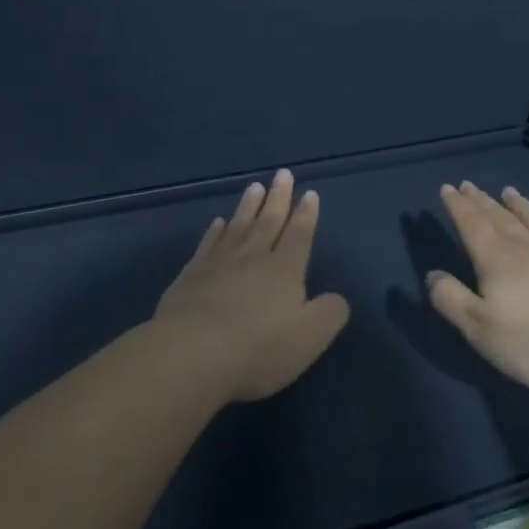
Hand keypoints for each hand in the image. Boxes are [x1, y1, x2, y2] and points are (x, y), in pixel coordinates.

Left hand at [153, 169, 351, 402]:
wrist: (192, 354)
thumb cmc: (258, 348)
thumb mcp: (309, 337)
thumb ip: (329, 314)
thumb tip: (337, 298)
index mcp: (284, 269)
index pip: (299, 234)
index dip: (306, 214)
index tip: (309, 193)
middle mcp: (253, 256)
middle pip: (268, 220)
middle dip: (279, 197)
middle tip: (283, 174)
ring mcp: (219, 262)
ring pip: (238, 225)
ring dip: (248, 205)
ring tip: (255, 187)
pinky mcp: (191, 274)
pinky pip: (208, 243)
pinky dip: (215, 230)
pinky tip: (218, 222)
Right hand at [427, 182, 528, 392]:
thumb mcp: (477, 327)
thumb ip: (451, 298)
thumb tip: (432, 274)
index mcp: (495, 258)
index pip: (471, 223)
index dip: (457, 205)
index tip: (447, 188)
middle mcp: (525, 246)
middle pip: (499, 216)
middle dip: (480, 200)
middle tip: (468, 185)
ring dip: (517, 204)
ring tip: (507, 191)